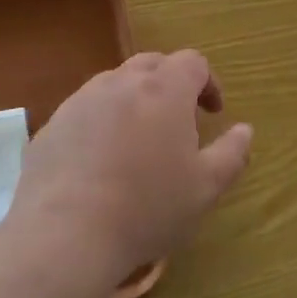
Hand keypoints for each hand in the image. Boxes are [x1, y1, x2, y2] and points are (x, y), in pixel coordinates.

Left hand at [8, 50, 253, 284]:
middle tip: (178, 121)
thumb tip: (244, 130)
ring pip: (115, 83)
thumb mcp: (205, 187)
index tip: (213, 113)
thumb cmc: (147, 207)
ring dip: (134, 99)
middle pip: (152, 64)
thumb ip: (232, 153)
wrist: (64, 235)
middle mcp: (121, 82)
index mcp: (164, 89)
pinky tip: (101, 161)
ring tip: (138, 140)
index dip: (208, 82)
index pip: (193, 62)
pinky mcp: (52, 125)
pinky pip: (85, 110)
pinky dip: (101, 122)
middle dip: (171, 83)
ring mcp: (81, 101)